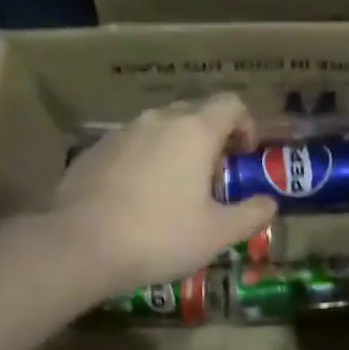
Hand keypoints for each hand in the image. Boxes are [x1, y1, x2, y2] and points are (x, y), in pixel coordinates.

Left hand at [51, 95, 277, 296]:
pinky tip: (137, 200)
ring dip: (175, 150)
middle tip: (213, 178)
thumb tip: (269, 203)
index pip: (231, 104)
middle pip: (194, 113)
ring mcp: (120, 133)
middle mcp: (157, 120)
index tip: (244, 156)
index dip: (246, 125)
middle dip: (211, 139)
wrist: (79, 245)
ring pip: (159, 130)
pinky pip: (130, 147)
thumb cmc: (159, 236)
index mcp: (194, 131)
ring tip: (174, 191)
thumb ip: (251, 214)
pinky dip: (144, 163)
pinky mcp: (92, 152)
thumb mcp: (217, 234)